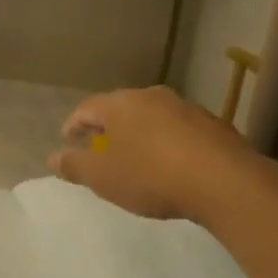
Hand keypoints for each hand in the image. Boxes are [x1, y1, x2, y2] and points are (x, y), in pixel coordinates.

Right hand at [48, 85, 261, 223]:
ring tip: (136, 155)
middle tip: (100, 147)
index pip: (86, 108)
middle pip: (120, 108)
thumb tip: (53, 156)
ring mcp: (184, 107)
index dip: (74, 124)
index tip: (68, 139)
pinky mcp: (212, 123)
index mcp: (119, 104)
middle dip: (107, 127)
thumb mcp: (103, 178)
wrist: (225, 181)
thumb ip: (75, 165)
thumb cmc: (152, 176)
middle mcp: (150, 96)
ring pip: (151, 116)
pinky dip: (167, 141)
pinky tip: (171, 161)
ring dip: (140, 132)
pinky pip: (179, 129)